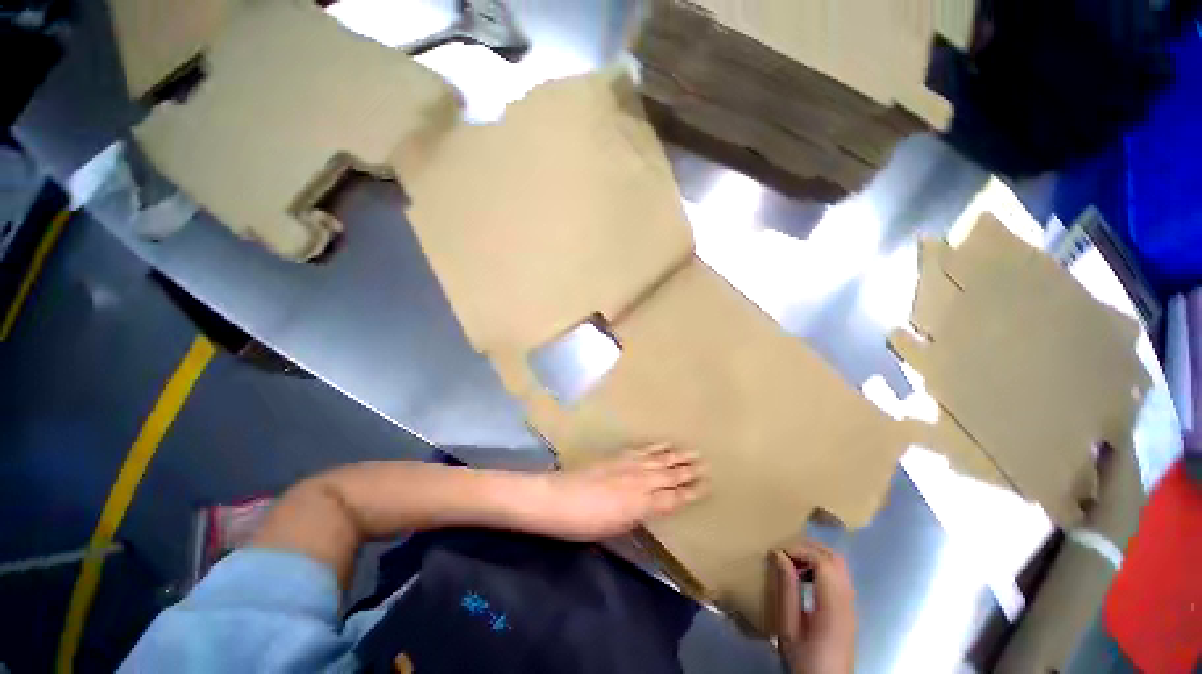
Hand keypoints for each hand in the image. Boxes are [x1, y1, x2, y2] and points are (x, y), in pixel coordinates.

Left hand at [539, 444, 707, 541]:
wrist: (559, 498)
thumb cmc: (585, 522)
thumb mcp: (616, 527)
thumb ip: (638, 514)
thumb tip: (654, 506)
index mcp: (642, 504)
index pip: (673, 497)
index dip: (690, 492)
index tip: (706, 485)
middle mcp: (640, 481)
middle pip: (669, 474)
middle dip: (688, 470)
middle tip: (705, 463)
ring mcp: (628, 465)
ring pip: (658, 459)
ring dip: (676, 456)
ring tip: (691, 451)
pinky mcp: (617, 456)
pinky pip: (642, 449)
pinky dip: (655, 447)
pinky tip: (662, 445)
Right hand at [771, 542, 856, 673]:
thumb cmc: (805, 661)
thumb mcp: (789, 629)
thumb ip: (787, 591)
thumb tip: (779, 556)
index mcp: (833, 606)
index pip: (822, 562)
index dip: (799, 550)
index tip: (777, 552)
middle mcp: (848, 601)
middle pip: (835, 559)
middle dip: (809, 547)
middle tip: (785, 551)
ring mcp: (851, 606)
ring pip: (838, 566)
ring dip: (815, 556)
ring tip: (791, 562)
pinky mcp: (848, 611)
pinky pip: (838, 577)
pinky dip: (821, 568)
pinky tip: (804, 577)